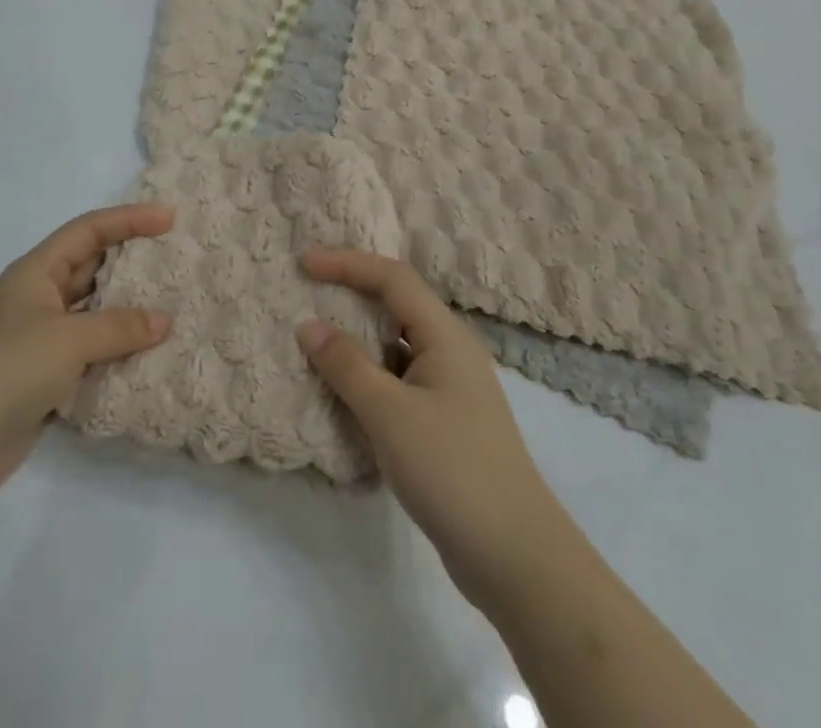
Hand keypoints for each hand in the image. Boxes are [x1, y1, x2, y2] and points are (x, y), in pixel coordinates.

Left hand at [0, 203, 174, 504]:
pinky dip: (117, 354)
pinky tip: (150, 358)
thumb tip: (164, 320)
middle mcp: (39, 298)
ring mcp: (41, 341)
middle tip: (178, 262)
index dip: (129, 219)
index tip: (170, 218)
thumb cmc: (7, 368)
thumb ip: (120, 326)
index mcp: (37, 271)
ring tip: (175, 310)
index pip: (90, 230)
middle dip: (133, 264)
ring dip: (129, 314)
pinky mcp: (44, 380)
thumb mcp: (68, 338)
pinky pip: (91, 355)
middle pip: (93, 269)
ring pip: (94, 315)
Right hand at [296, 249, 562, 611]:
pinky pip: (399, 379)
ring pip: (396, 343)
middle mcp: (451, 351)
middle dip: (352, 291)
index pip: (393, 278)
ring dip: (358, 335)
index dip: (347, 263)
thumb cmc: (452, 470)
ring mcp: (451, 388)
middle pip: (397, 303)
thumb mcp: (390, 413)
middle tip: (309, 289)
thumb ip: (346, 365)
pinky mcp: (445, 422)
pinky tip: (343, 390)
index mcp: (445, 336)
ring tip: (317, 336)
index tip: (304, 262)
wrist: (516, 558)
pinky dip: (369, 373)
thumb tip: (308, 325)